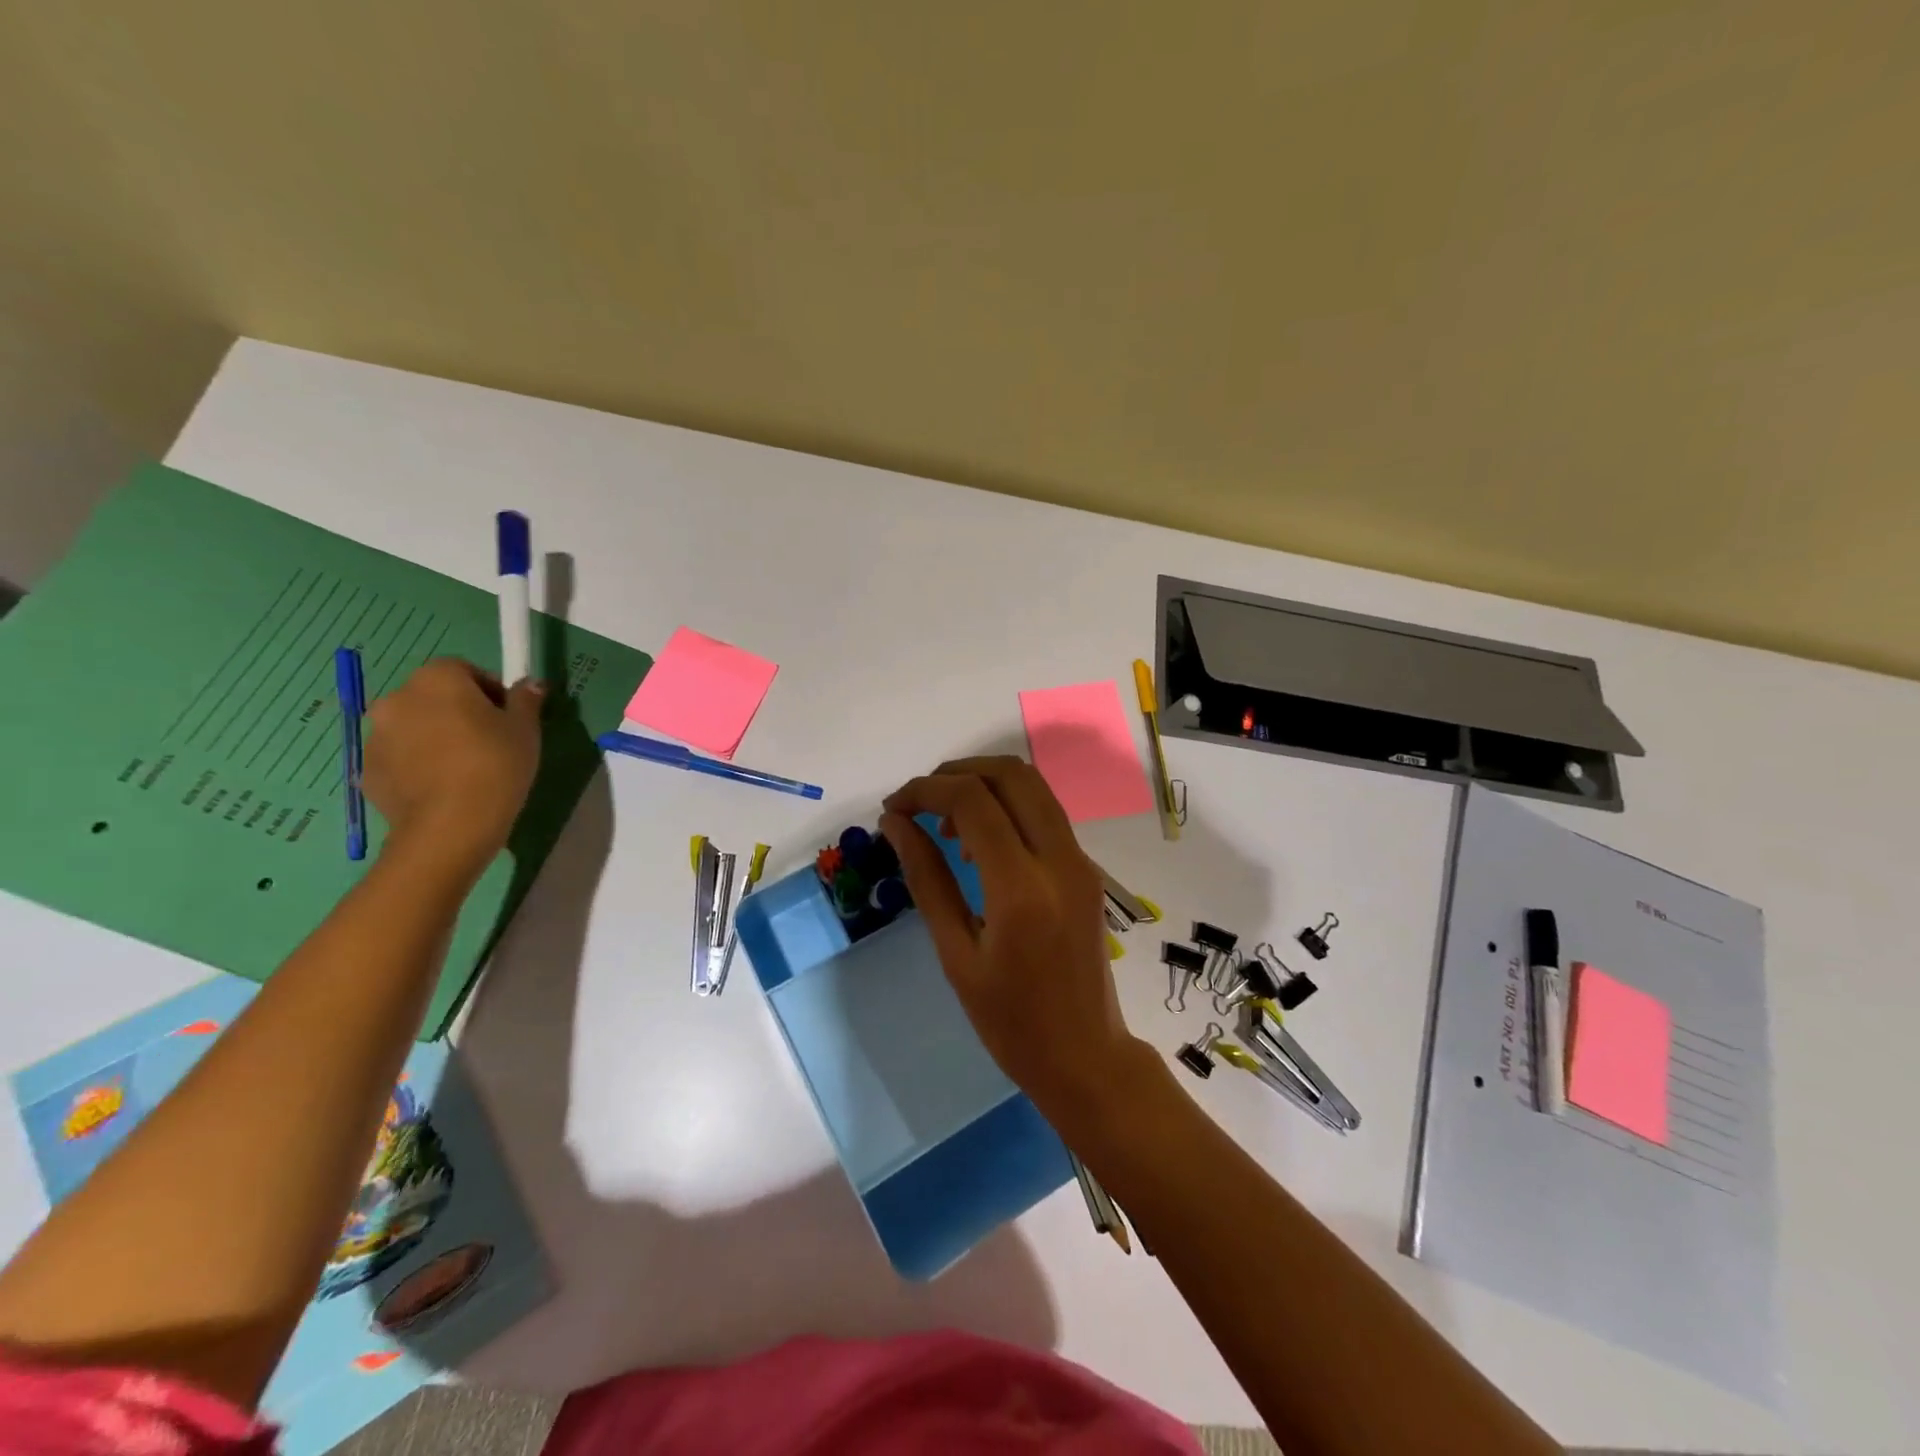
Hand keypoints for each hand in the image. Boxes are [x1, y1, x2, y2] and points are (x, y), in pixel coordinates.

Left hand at [364, 658, 543, 867]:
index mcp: (437, 679)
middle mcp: (397, 698)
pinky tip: (443, 787)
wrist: (451, 824)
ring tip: (464, 768)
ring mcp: (376, 735)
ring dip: (434, 737)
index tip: (507, 716)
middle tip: (487, 741)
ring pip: (413, 727)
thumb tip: (531, 683)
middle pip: (433, 696)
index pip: (464, 669)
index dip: (489, 690)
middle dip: (457, 711)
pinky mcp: (367, 769)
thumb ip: (526, 700)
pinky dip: (417, 764)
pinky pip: (399, 757)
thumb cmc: (495, 764)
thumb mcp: (525, 729)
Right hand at [881, 757, 1149, 1122]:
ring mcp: (1080, 861)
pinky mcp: (1086, 869)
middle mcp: (1059, 859)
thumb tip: (896, 823)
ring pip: (1033, 786)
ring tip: (944, 825)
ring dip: (984, 785)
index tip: (893, 808)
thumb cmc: (1010, 1021)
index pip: (972, 800)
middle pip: (1011, 773)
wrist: (1085, 1056)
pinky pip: (1044, 814)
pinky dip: (1006, 807)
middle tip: (919, 802)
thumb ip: (927, 879)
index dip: (925, 790)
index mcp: (1022, 888)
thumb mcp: (956, 954)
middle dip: (957, 772)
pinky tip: (979, 844)